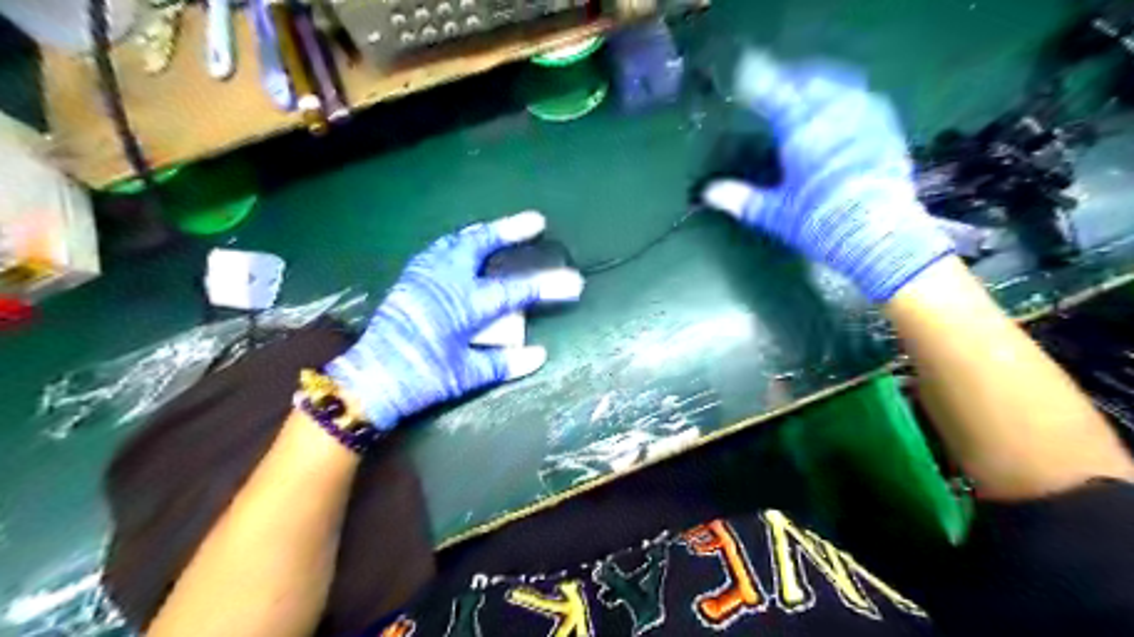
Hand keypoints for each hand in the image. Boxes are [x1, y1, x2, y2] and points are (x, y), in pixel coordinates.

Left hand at [324, 211, 579, 428]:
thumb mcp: (466, 375)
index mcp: (464, 305)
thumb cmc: (421, 378)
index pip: (515, 290)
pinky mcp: (410, 279)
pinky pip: (437, 249)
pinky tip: (462, 247)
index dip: (547, 285)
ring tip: (501, 230)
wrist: (370, 379)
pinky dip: (457, 243)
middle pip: (481, 244)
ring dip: (483, 233)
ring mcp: (424, 276)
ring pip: (456, 241)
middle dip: (510, 230)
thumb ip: (504, 363)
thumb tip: (539, 354)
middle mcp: (445, 281)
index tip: (574, 282)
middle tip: (535, 221)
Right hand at [706, 49, 948, 299]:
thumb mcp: (775, 214)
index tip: (743, 74)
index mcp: (801, 132)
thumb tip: (709, 193)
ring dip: (818, 81)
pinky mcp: (886, 128)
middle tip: (774, 81)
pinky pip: (863, 97)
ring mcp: (863, 118)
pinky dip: (845, 94)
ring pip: (838, 83)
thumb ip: (741, 199)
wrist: (878, 235)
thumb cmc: (820, 223)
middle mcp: (833, 115)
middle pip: (808, 80)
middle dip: (788, 76)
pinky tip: (841, 105)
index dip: (756, 81)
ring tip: (805, 87)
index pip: (774, 94)